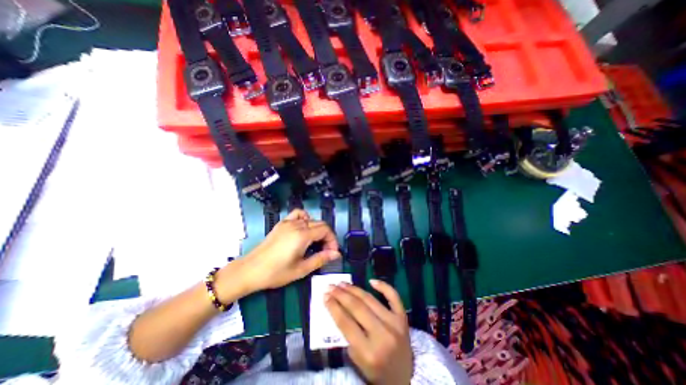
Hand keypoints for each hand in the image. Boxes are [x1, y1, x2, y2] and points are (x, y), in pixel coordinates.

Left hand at [227, 209, 339, 293]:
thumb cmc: (276, 273)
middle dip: (327, 236)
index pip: (325, 230)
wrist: (250, 270)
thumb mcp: (301, 269)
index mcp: (302, 235)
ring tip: (316, 242)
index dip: (332, 240)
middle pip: (320, 224)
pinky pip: (297, 214)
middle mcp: (297, 225)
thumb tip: (336, 254)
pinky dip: (305, 219)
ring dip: (318, 229)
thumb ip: (321, 259)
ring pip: (311, 220)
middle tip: (326, 251)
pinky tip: (304, 229)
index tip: (332, 253)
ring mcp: (288, 222)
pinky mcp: (282, 223)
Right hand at [327, 279, 411, 383]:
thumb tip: (338, 308)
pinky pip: (393, 296)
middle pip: (357, 307)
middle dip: (341, 295)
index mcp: (369, 352)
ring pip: (370, 299)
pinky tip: (371, 280)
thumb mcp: (358, 361)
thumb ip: (348, 336)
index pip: (346, 323)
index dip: (334, 307)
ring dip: (354, 289)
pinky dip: (383, 286)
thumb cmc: (377, 371)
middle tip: (331, 286)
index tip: (325, 296)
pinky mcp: (403, 317)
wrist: (405, 377)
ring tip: (342, 283)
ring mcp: (395, 323)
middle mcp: (383, 335)